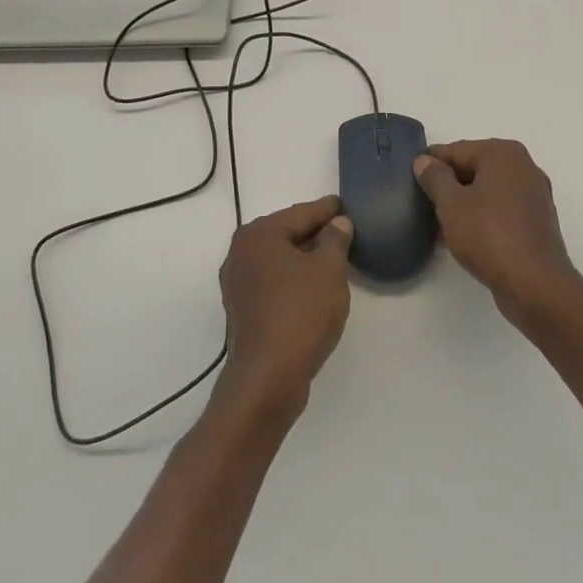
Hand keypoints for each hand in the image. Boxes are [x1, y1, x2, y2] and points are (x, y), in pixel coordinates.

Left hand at [217, 197, 353, 419]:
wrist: (268, 378)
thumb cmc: (301, 313)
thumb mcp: (329, 270)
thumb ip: (335, 240)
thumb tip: (337, 224)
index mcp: (259, 234)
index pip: (301, 213)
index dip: (327, 209)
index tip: (344, 204)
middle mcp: (241, 252)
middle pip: (286, 234)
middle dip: (315, 233)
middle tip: (344, 232)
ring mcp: (238, 283)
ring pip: (279, 259)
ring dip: (304, 258)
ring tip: (334, 259)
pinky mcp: (242, 310)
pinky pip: (273, 282)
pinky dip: (293, 279)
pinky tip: (313, 288)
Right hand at [415, 139, 582, 327]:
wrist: (535, 285)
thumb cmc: (489, 235)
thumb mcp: (451, 204)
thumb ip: (434, 178)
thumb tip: (424, 161)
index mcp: (503, 153)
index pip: (457, 150)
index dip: (431, 163)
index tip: (411, 177)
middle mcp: (523, 166)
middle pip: (474, 168)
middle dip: (448, 185)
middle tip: (423, 203)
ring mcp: (534, 194)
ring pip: (488, 191)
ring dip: (464, 204)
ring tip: (438, 224)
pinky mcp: (537, 221)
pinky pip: (502, 209)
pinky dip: (482, 217)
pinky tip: (463, 237)